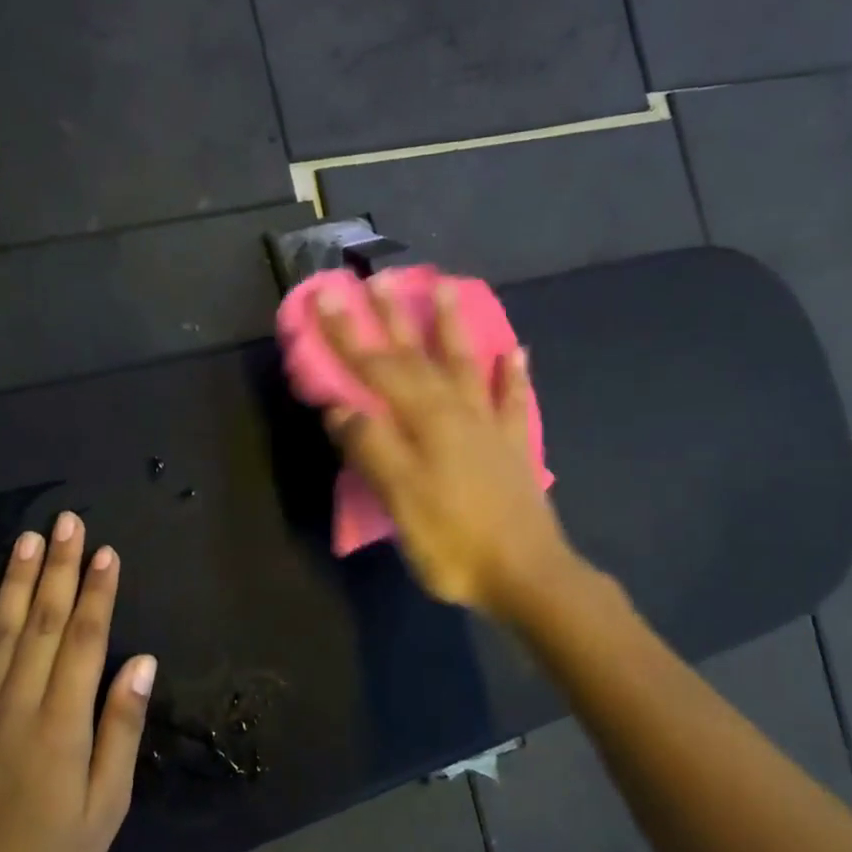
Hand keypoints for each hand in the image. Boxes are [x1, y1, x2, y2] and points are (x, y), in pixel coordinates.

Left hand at [0, 513, 156, 851]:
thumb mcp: (108, 804)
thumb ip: (121, 728)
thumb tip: (142, 662)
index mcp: (62, 722)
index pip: (86, 639)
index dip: (98, 593)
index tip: (107, 552)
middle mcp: (17, 704)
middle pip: (45, 623)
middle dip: (60, 568)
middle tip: (68, 523)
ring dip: (15, 583)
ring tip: (26, 540)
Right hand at [318, 280, 569, 614]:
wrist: (527, 575)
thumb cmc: (454, 540)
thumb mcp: (399, 497)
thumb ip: (370, 447)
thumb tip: (340, 406)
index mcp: (423, 420)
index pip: (376, 368)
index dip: (346, 334)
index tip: (325, 296)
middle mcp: (456, 410)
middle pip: (418, 355)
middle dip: (392, 317)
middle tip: (377, 277)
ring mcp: (488, 425)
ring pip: (467, 364)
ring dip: (453, 326)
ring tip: (448, 287)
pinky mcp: (511, 446)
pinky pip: (512, 399)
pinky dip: (514, 374)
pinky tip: (516, 352)